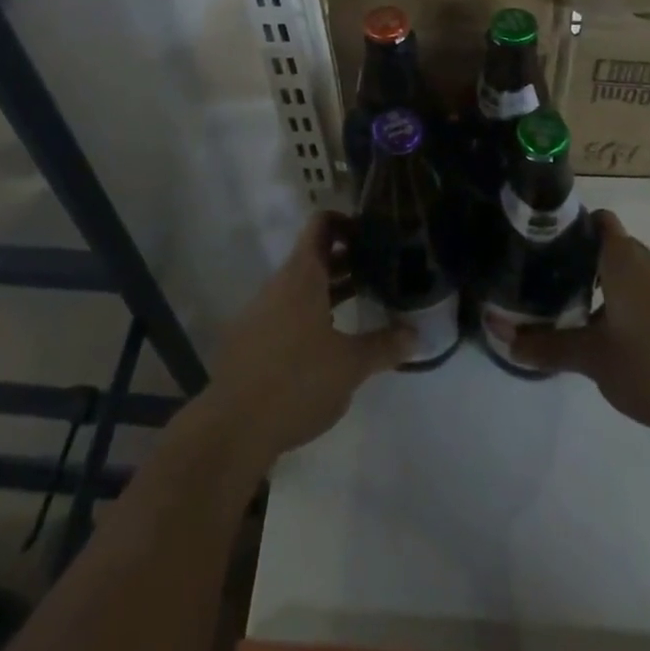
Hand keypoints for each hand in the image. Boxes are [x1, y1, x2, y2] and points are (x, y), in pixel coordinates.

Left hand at [198, 212, 410, 467]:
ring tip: (361, 302)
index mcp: (302, 276)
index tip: (371, 236)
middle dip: (346, 260)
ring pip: (299, 286)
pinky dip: (309, 313)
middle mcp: (278, 284)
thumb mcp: (350, 366)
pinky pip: (284, 311)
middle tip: (379, 271)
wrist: (233, 428)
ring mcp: (260, 310)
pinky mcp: (249, 338)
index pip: (321, 225)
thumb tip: (416, 334)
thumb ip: (384, 346)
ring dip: (329, 289)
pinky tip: (327, 341)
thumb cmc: (298, 382)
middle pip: (313, 256)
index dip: (346, 222)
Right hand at [505, 211, 649, 432]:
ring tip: (572, 312)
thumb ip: (546, 345)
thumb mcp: (592, 357)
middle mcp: (647, 261)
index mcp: (622, 257)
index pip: (595, 220)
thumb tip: (500, 334)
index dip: (570, 226)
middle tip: (547, 283)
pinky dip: (626, 305)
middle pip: (608, 246)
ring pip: (628, 273)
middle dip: (580, 260)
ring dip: (603, 286)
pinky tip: (612, 338)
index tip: (542, 243)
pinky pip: (645, 294)